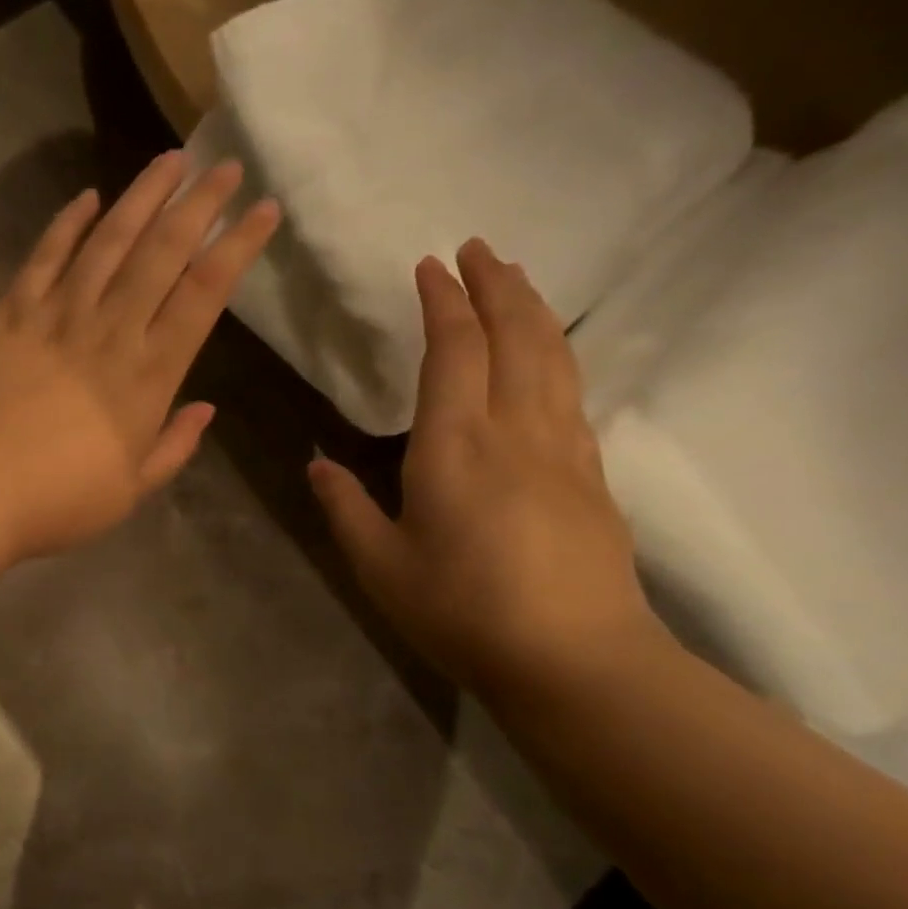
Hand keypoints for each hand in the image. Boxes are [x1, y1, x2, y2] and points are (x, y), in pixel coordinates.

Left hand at [0, 150, 279, 563]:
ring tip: (170, 161)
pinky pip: (44, 257)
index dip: (238, 247)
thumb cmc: (55, 501)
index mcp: (148, 375)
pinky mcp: (9, 314)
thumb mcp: (130, 490)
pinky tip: (87, 198)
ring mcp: (56, 316)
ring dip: (142, 196)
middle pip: (163, 252)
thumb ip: (173, 447)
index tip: (263, 209)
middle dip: (199, 204)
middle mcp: (109, 330)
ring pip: (108, 240)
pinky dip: (67, 224)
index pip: (204, 294)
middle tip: (225, 166)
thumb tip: (206, 409)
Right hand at [309, 239, 662, 697]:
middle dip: (496, 285)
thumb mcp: (380, 566)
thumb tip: (317, 465)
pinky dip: (555, 354)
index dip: (442, 303)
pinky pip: (571, 392)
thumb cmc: (461, 611)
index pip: (453, 352)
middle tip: (478, 248)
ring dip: (533, 309)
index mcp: (455, 446)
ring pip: (554, 357)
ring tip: (515, 279)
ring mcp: (562, 450)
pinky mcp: (590, 475)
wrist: (575, 660)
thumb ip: (345, 508)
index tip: (429, 266)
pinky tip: (547, 356)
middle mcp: (515, 431)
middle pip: (516, 337)